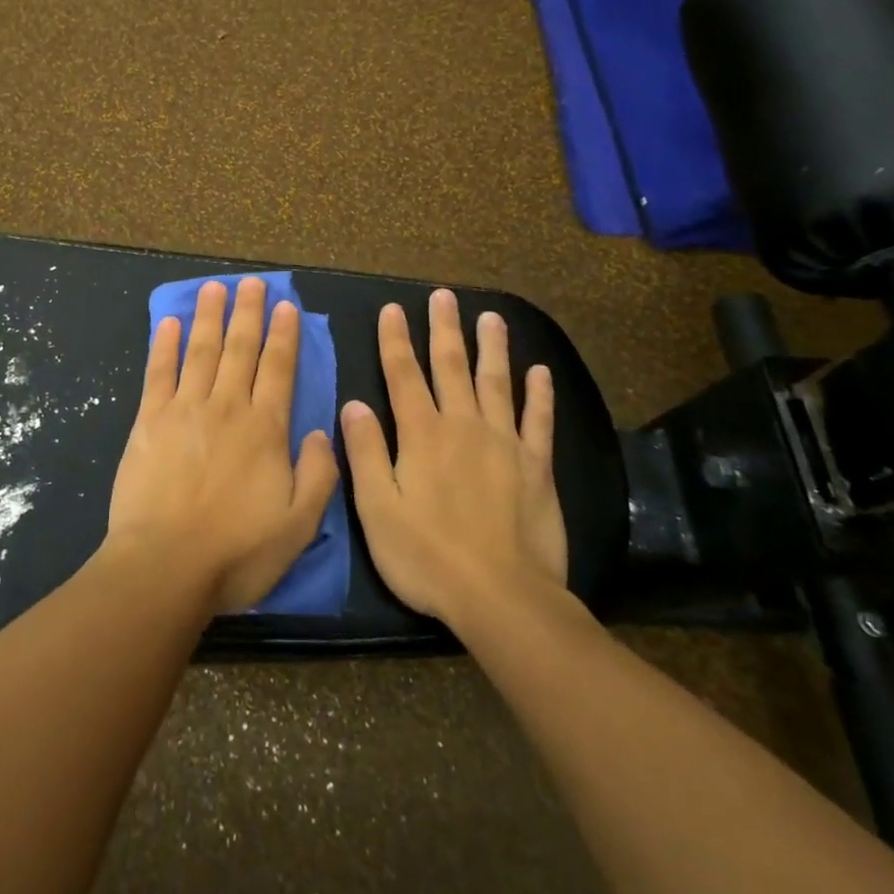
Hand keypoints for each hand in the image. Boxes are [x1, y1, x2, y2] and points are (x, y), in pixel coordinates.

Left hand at [105, 278, 340, 613]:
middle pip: (240, 350)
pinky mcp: (149, 421)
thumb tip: (322, 431)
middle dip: (248, 313)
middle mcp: (227, 408)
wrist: (165, 566)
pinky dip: (164, 345)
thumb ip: (319, 475)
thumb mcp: (299, 525)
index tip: (286, 306)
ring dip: (209, 317)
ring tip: (214, 287)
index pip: (279, 369)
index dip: (284, 335)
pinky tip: (169, 322)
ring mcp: (184, 410)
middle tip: (251, 282)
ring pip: (201, 352)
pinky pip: (158, 373)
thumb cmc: (236, 552)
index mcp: (265, 429)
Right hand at [340, 289, 564, 626]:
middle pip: (451, 367)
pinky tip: (540, 371)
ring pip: (496, 383)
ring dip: (492, 347)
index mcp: (421, 435)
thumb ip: (366, 453)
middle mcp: (463, 427)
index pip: (403, 375)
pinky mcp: (536, 467)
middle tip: (444, 296)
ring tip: (490, 317)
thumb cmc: (427, 556)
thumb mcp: (377, 509)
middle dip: (444, 329)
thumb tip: (353, 404)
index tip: (392, 309)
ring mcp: (504, 443)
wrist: (502, 597)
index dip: (395, 341)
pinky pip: (538, 421)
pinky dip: (539, 394)